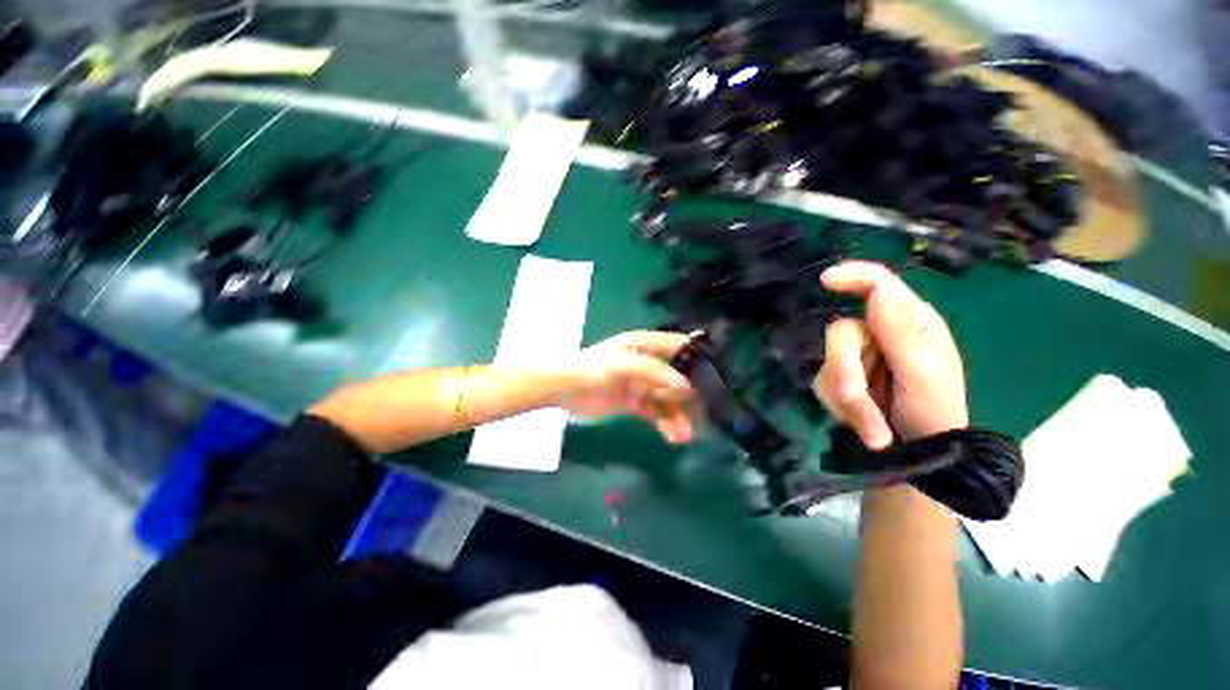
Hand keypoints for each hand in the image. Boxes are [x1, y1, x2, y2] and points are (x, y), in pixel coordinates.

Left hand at [557, 330, 695, 443]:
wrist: (563, 389)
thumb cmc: (592, 368)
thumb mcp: (623, 366)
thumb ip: (655, 373)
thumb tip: (687, 388)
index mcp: (647, 345)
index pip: (681, 346)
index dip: (700, 358)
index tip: (720, 376)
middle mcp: (649, 363)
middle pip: (680, 376)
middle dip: (693, 395)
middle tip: (707, 414)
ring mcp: (643, 384)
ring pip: (669, 399)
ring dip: (680, 415)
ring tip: (686, 435)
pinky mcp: (635, 402)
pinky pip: (657, 413)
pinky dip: (667, 424)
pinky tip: (674, 436)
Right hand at [814, 261, 967, 449]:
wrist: (919, 451)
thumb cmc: (935, 410)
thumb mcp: (924, 373)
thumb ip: (901, 332)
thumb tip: (879, 291)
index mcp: (908, 322)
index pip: (878, 284)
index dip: (851, 276)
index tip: (825, 281)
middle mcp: (877, 333)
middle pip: (840, 333)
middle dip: (846, 371)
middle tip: (857, 400)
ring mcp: (856, 357)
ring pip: (829, 364)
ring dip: (848, 399)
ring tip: (874, 430)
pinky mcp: (840, 378)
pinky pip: (823, 384)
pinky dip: (842, 408)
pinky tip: (864, 424)